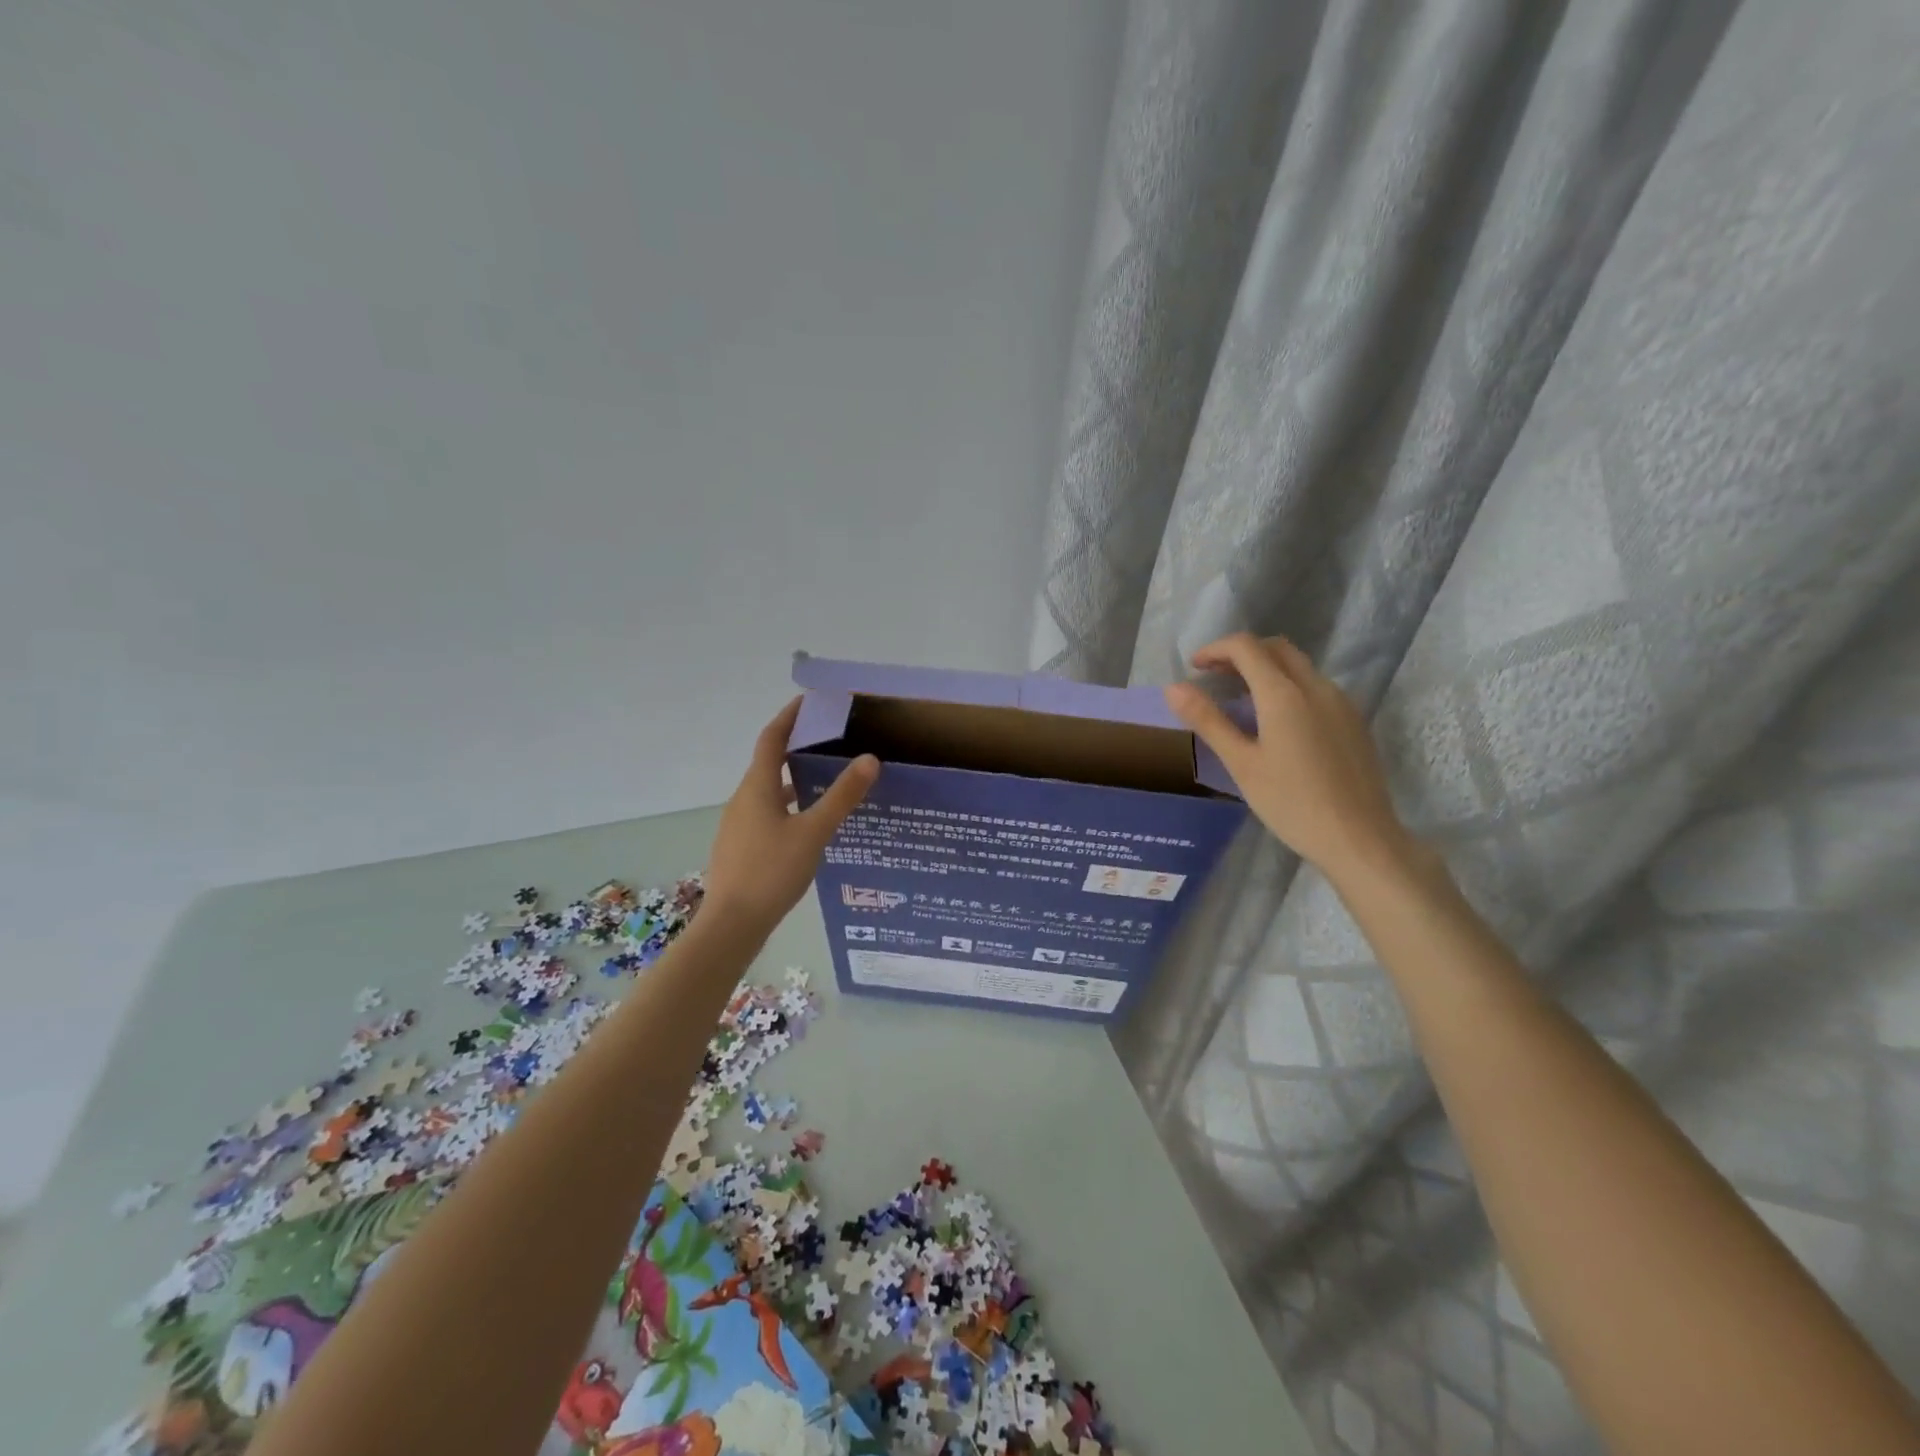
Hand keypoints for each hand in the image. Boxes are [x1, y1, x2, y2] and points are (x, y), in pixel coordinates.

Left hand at [704, 699, 878, 932]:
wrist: (731, 925)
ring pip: (769, 790)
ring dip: (794, 779)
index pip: (772, 739)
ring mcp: (738, 825)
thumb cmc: (772, 872)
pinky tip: (809, 825)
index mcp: (757, 787)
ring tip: (826, 781)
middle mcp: (743, 799)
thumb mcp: (813, 832)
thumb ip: (841, 796)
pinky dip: (788, 805)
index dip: (789, 716)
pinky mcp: (741, 846)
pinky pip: (767, 813)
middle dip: (797, 747)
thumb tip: (868, 759)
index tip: (810, 701)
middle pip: (769, 762)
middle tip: (830, 741)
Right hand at [1164, 633, 1418, 887]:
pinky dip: (1288, 686)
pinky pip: (1316, 687)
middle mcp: (1316, 687)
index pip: (1246, 647)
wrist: (1360, 839)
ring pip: (1299, 666)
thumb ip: (1208, 721)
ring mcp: (1341, 703)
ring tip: (1240, 700)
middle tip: (1214, 677)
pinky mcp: (1353, 721)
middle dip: (1242, 653)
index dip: (1216, 649)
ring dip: (1266, 669)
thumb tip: (1174, 687)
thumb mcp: (1241, 764)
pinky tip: (1277, 722)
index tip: (1194, 668)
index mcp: (1284, 694)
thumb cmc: (1292, 804)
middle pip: (1276, 648)